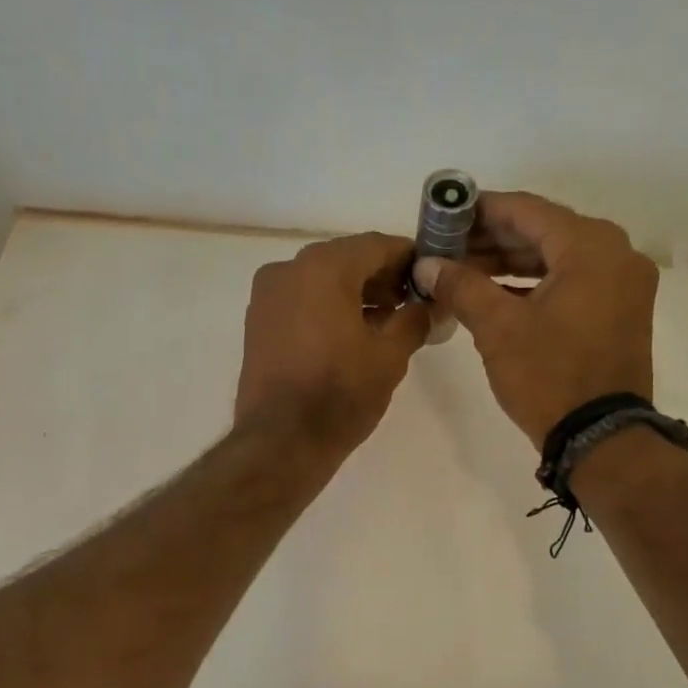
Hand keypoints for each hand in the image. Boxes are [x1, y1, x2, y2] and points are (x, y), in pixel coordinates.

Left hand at [236, 232, 430, 454]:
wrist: (281, 442)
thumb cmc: (340, 394)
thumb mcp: (390, 356)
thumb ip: (414, 319)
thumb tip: (428, 305)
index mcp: (323, 267)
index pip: (375, 245)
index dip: (407, 258)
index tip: (429, 275)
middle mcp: (288, 269)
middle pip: (345, 260)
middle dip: (381, 277)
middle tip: (411, 302)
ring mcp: (267, 296)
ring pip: (320, 281)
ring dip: (355, 294)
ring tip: (386, 323)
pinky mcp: (257, 323)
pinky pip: (300, 302)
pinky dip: (327, 308)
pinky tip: (351, 335)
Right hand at [412, 192, 658, 447]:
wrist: (601, 438)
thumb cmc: (549, 376)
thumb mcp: (498, 328)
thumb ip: (461, 286)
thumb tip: (426, 264)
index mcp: (591, 246)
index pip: (526, 210)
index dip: (480, 210)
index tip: (443, 215)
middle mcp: (615, 253)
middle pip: (543, 232)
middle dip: (492, 239)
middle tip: (446, 247)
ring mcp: (622, 284)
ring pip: (557, 258)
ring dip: (510, 263)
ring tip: (462, 271)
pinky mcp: (619, 311)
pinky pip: (571, 282)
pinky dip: (534, 284)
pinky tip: (495, 293)